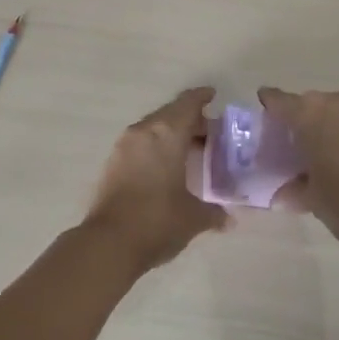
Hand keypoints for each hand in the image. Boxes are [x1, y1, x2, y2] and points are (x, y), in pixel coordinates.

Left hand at [84, 88, 229, 272]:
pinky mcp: (113, 161)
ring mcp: (125, 145)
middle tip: (211, 133)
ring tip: (190, 150)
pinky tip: (166, 166)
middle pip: (171, 113)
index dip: (202, 97)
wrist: (108, 243)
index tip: (213, 96)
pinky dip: (156, 146)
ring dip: (172, 133)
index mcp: (167, 133)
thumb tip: (229, 219)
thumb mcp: (193, 217)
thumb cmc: (158, 221)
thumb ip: (214, 213)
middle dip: (190, 119)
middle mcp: (145, 130)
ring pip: (154, 127)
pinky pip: (140, 142)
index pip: (188, 103)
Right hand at [258, 84, 338, 252]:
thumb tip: (283, 193)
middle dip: (303, 123)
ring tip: (331, 155)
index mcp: (308, 113)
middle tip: (299, 150)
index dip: (269, 110)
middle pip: (310, 105)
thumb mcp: (313, 200)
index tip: (267, 124)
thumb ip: (294, 190)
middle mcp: (336, 99)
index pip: (278, 100)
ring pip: (338, 110)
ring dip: (331, 126)